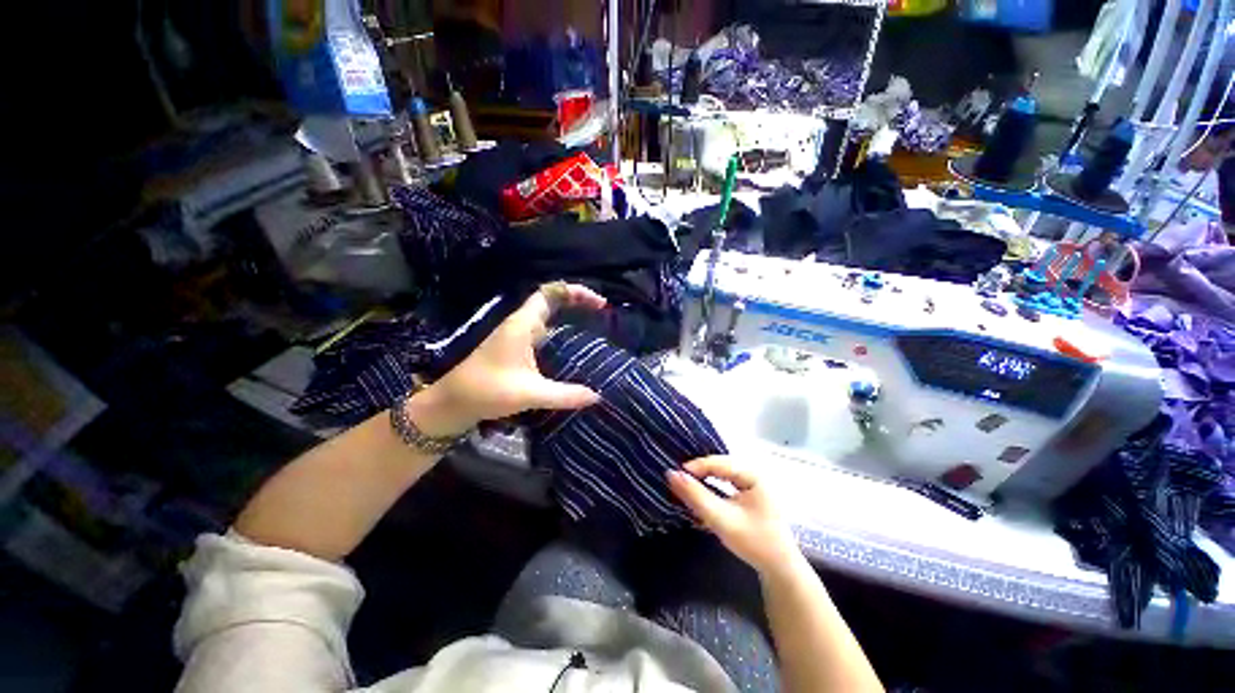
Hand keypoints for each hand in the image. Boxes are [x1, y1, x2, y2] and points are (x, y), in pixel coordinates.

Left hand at [407, 283, 605, 436]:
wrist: (452, 403)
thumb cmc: (487, 391)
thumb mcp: (530, 393)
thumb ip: (566, 395)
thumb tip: (597, 397)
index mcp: (522, 324)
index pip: (550, 293)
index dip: (576, 292)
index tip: (599, 304)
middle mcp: (520, 324)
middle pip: (551, 300)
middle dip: (577, 301)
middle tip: (601, 312)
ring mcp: (516, 335)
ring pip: (547, 315)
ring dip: (568, 314)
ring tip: (593, 324)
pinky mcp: (515, 347)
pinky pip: (543, 330)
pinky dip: (560, 330)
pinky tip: (570, 346)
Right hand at [667, 457, 800, 574]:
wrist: (780, 570)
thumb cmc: (755, 542)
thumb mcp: (722, 519)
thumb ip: (696, 496)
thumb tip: (671, 474)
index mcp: (753, 474)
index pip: (719, 463)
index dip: (696, 466)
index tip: (675, 474)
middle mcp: (753, 474)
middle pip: (719, 467)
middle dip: (699, 473)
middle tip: (678, 481)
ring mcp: (752, 484)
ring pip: (720, 475)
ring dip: (703, 481)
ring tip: (685, 486)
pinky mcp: (748, 495)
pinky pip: (724, 484)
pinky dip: (711, 489)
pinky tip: (700, 496)